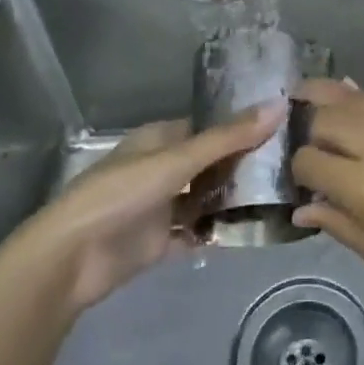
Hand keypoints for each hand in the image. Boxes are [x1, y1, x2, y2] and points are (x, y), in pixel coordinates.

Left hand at [12, 102, 283, 315]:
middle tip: (292, 166)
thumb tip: (280, 105)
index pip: (210, 126)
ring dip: (235, 199)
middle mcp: (163, 168)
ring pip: (207, 198)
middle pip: (211, 163)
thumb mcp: (178, 160)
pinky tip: (254, 231)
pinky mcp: (161, 241)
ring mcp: (162, 206)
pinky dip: (219, 232)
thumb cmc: (121, 194)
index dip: (243, 126)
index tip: (284, 128)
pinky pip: (198, 233)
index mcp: (161, 139)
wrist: (71, 259)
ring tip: (282, 198)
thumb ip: (229, 137)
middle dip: (244, 165)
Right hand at [292, 79, 363, 321]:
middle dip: (308, 126)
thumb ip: (343, 227)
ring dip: (332, 101)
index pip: (310, 160)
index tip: (302, 178)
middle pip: (328, 117)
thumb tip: (304, 207)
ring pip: (360, 101)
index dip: (298, 169)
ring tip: (308, 93)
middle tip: (303, 134)